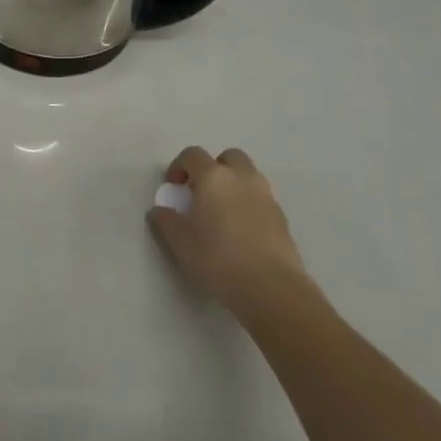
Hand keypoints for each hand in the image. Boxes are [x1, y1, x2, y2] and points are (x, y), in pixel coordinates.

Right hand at [147, 145, 315, 313]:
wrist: (270, 286)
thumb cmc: (218, 259)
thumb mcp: (180, 242)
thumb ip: (166, 221)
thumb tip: (159, 210)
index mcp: (213, 177)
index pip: (192, 155)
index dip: (179, 166)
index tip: (173, 187)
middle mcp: (241, 177)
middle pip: (228, 157)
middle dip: (213, 168)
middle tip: (202, 193)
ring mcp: (265, 195)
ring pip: (248, 175)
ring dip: (233, 184)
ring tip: (222, 212)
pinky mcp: (281, 215)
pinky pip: (260, 197)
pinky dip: (248, 203)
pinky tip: (241, 230)